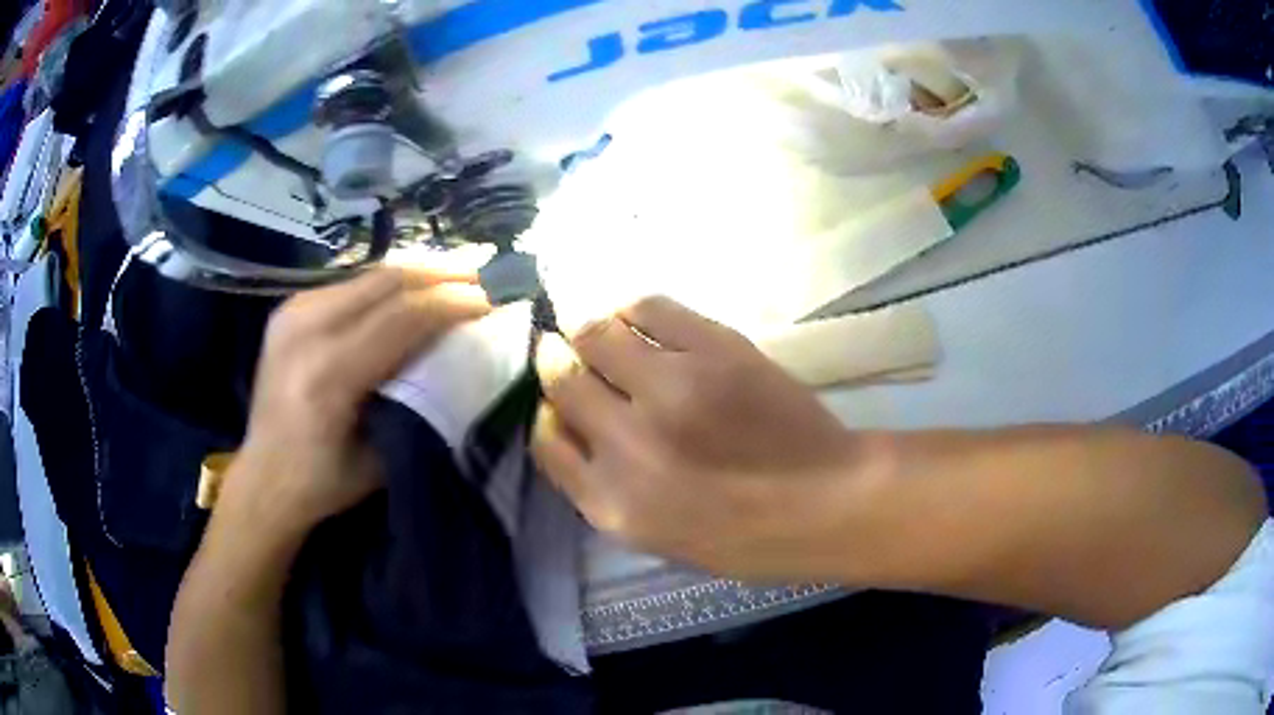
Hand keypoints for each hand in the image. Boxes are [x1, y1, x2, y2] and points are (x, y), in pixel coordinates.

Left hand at [226, 267, 489, 535]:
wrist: (263, 477)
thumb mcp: (383, 454)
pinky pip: (350, 284)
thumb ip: (416, 400)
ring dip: (419, 272)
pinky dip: (388, 284)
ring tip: (458, 273)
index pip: (402, 318)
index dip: (453, 302)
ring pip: (370, 275)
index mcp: (328, 374)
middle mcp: (305, 330)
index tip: (494, 297)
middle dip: (443, 273)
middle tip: (485, 270)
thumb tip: (458, 356)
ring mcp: (293, 313)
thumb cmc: (325, 481)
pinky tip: (412, 288)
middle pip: (387, 282)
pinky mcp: (289, 309)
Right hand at [533, 297, 872, 579]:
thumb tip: (575, 428)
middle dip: (557, 359)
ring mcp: (670, 390)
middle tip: (566, 349)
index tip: (558, 400)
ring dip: (589, 328)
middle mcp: (626, 444)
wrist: (828, 503)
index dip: (547, 411)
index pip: (546, 441)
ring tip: (602, 329)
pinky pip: (647, 308)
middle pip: (562, 379)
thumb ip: (607, 489)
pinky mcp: (712, 351)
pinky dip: (632, 309)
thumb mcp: (659, 538)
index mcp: (611, 504)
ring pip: (596, 333)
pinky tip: (637, 318)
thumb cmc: (747, 536)